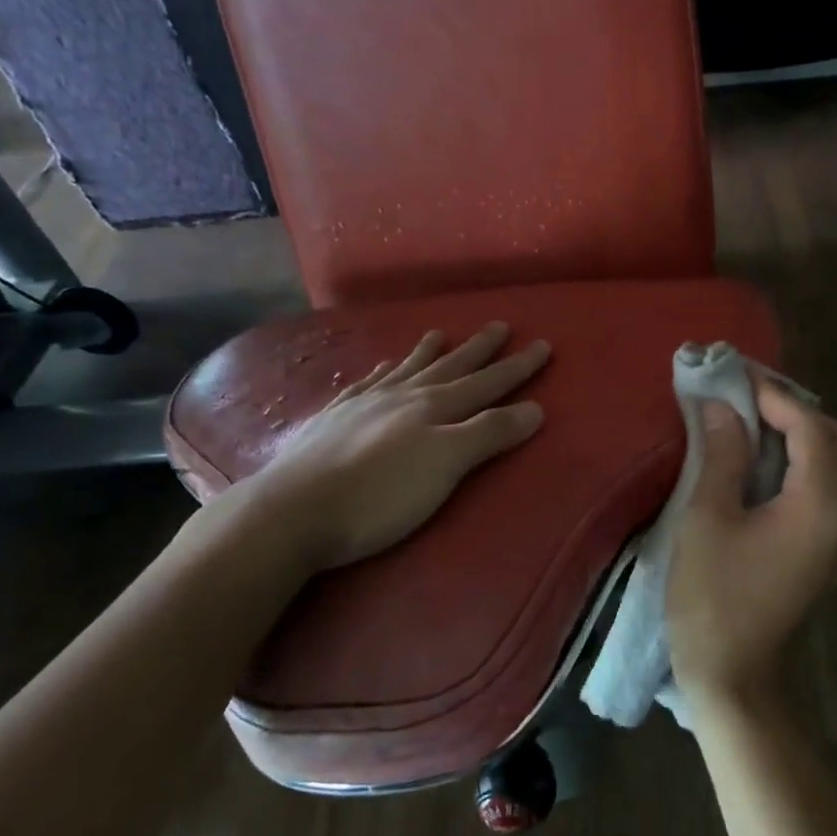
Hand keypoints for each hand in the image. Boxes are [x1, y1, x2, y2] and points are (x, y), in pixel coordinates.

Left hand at [219, 322, 547, 574]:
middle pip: (449, 367)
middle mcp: (402, 397)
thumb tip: (535, 408)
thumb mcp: (447, 465)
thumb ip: (489, 434)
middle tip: (500, 325)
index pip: (486, 383)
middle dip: (478, 350)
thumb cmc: (380, 495)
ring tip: (438, 333)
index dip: (517, 367)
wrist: (293, 510)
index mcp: (433, 408)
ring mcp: (363, 405)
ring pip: (405, 370)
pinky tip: (379, 368)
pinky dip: (379, 373)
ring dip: (427, 353)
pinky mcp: (332, 421)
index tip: (543, 345)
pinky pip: (364, 385)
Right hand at [666, 376, 836, 708]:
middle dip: (797, 410)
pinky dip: (804, 463)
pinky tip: (764, 465)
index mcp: (820, 505)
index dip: (774, 394)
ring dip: (803, 435)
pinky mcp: (830, 551)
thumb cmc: (713, 598)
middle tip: (748, 401)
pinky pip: (830, 488)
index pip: (810, 426)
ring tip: (752, 424)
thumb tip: (721, 406)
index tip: (735, 376)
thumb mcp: (707, 519)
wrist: (735, 678)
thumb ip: (722, 454)